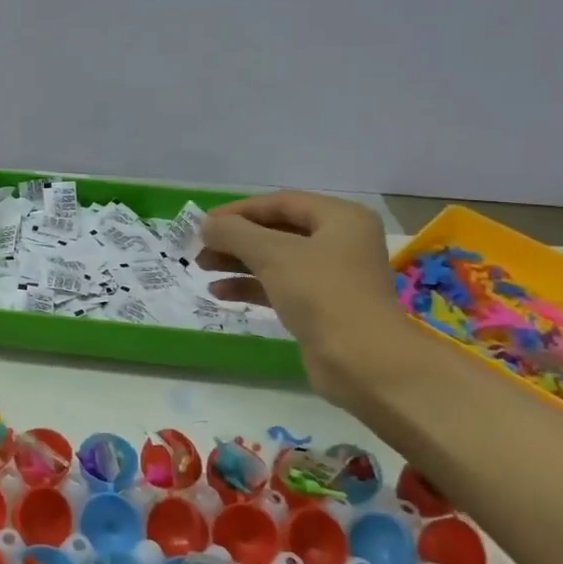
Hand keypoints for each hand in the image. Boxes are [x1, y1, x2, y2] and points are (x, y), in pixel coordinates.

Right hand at [197, 190, 415, 401]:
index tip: (203, 223)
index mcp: (340, 218)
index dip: (239, 210)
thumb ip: (234, 233)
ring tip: (202, 268)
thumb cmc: (321, 293)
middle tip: (200, 248)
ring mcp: (332, 277)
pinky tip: (220, 292)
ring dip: (238, 262)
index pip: (281, 202)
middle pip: (277, 231)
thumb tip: (206, 224)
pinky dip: (251, 286)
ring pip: (276, 260)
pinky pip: (280, 287)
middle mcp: (340, 242)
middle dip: (236, 239)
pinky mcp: (322, 308)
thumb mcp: (273, 254)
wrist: (362, 361)